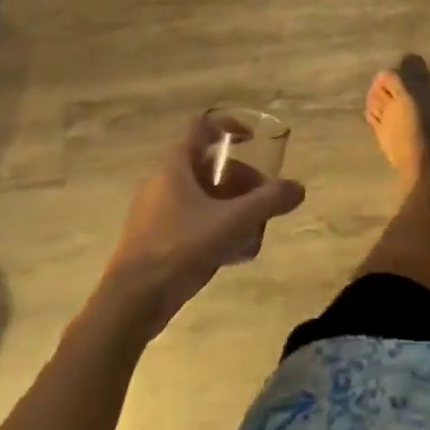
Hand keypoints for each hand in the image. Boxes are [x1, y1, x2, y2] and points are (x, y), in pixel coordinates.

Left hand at [100, 119, 305, 337]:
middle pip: (207, 164)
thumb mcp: (232, 222)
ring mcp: (154, 211)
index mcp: (175, 165)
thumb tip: (298, 188)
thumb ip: (268, 202)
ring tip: (252, 225)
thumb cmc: (180, 248)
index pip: (202, 126)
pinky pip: (190, 217)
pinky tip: (231, 249)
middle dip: (239, 177)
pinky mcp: (153, 238)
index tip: (253, 139)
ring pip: (200, 193)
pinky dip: (213, 222)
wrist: (131, 303)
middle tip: (262, 197)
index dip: (230, 126)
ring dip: (229, 202)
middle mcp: (161, 181)